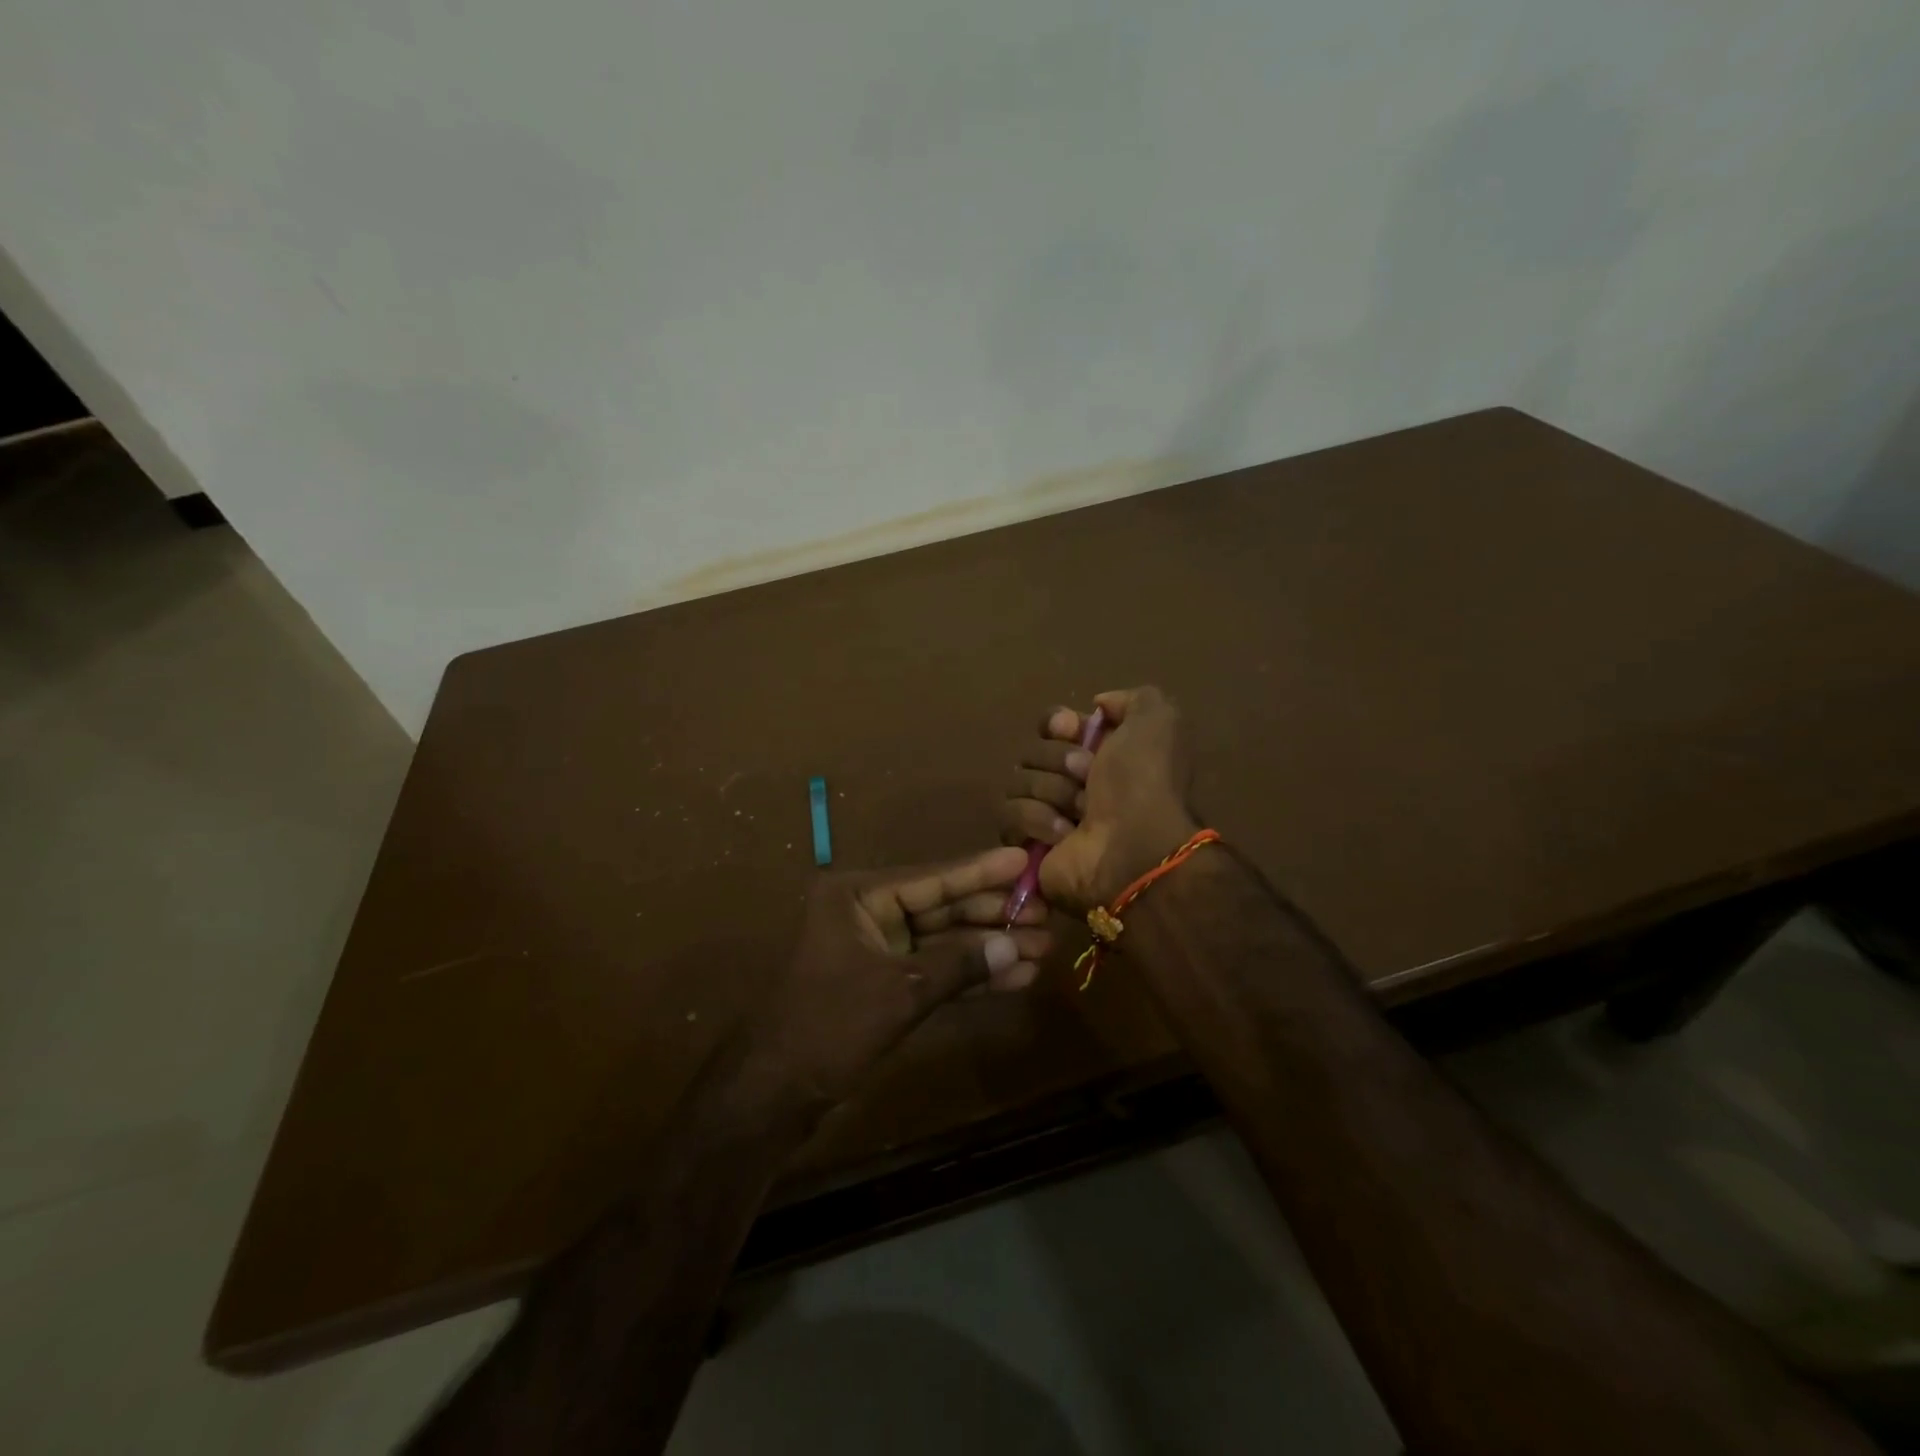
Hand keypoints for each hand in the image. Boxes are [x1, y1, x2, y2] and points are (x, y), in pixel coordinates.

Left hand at [736, 847, 1052, 1113]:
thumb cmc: (829, 1026)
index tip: (1024, 859)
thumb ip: (958, 965)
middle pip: (942, 908)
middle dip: (993, 916)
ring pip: (943, 942)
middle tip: (1045, 913)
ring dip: (988, 949)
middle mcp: (868, 914)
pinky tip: (1014, 977)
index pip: (931, 879)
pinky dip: (969, 977)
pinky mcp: (884, 984)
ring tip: (1042, 948)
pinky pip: (935, 972)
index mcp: (857, 897)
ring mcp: (876, 950)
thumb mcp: (899, 991)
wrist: (775, 1094)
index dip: (981, 872)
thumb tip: (1015, 945)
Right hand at [1000, 686, 1197, 911]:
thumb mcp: (1157, 722)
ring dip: (1051, 792)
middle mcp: (1074, 782)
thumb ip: (1134, 699)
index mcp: (1102, 754)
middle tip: (1086, 778)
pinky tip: (1063, 835)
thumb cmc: (1143, 783)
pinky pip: (1009, 814)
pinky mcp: (1027, 844)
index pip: (1054, 724)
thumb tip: (1099, 706)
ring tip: (1079, 813)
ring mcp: (1049, 813)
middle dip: (1058, 761)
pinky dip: (1037, 820)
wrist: (1133, 849)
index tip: (1069, 729)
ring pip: (1018, 781)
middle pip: (1033, 751)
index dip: (1057, 723)